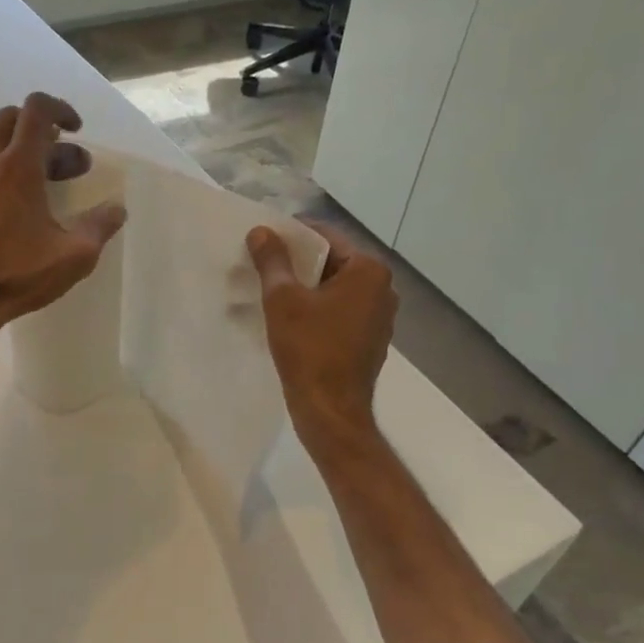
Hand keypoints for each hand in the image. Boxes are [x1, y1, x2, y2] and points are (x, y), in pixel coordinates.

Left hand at [0, 93, 126, 346]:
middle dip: (36, 132)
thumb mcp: (73, 258)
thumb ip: (99, 227)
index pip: (37, 109)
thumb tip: (116, 208)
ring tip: (17, 186)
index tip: (73, 130)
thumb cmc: (14, 278)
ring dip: (2, 154)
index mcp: (18, 167)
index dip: (59, 109)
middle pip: (8, 120)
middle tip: (54, 164)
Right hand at [247, 220, 395, 449]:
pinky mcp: (369, 340)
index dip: (292, 236)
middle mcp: (382, 289)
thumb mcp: (283, 299)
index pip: (326, 237)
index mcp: (369, 271)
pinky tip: (289, 320)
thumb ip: (272, 260)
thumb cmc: (309, 350)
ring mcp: (379, 317)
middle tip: (261, 266)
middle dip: (297, 264)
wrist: (330, 411)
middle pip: (331, 262)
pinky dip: (316, 310)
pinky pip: (339, 312)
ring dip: (305, 289)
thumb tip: (261, 231)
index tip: (263, 242)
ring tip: (269, 292)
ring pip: (334, 290)